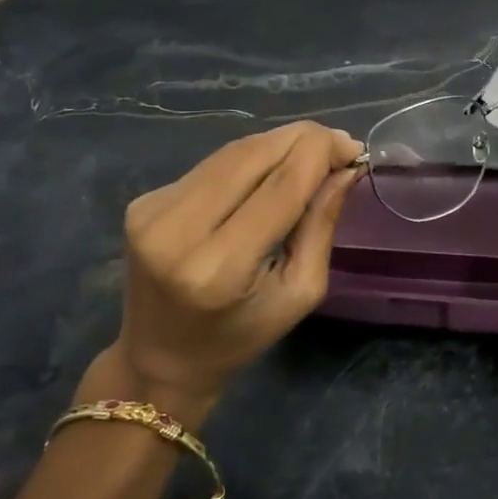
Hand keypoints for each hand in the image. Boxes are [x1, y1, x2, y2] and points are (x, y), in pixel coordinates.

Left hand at [92, 122, 363, 425]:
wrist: (158, 358)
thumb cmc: (240, 338)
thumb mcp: (298, 294)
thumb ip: (320, 226)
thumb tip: (345, 168)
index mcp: (219, 268)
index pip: (280, 186)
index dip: (321, 155)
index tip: (354, 148)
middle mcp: (177, 230)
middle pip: (253, 156)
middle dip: (303, 140)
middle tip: (339, 143)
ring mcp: (154, 210)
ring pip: (232, 152)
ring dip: (278, 143)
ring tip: (313, 150)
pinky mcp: (143, 200)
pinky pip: (211, 165)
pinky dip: (249, 158)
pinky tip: (271, 167)